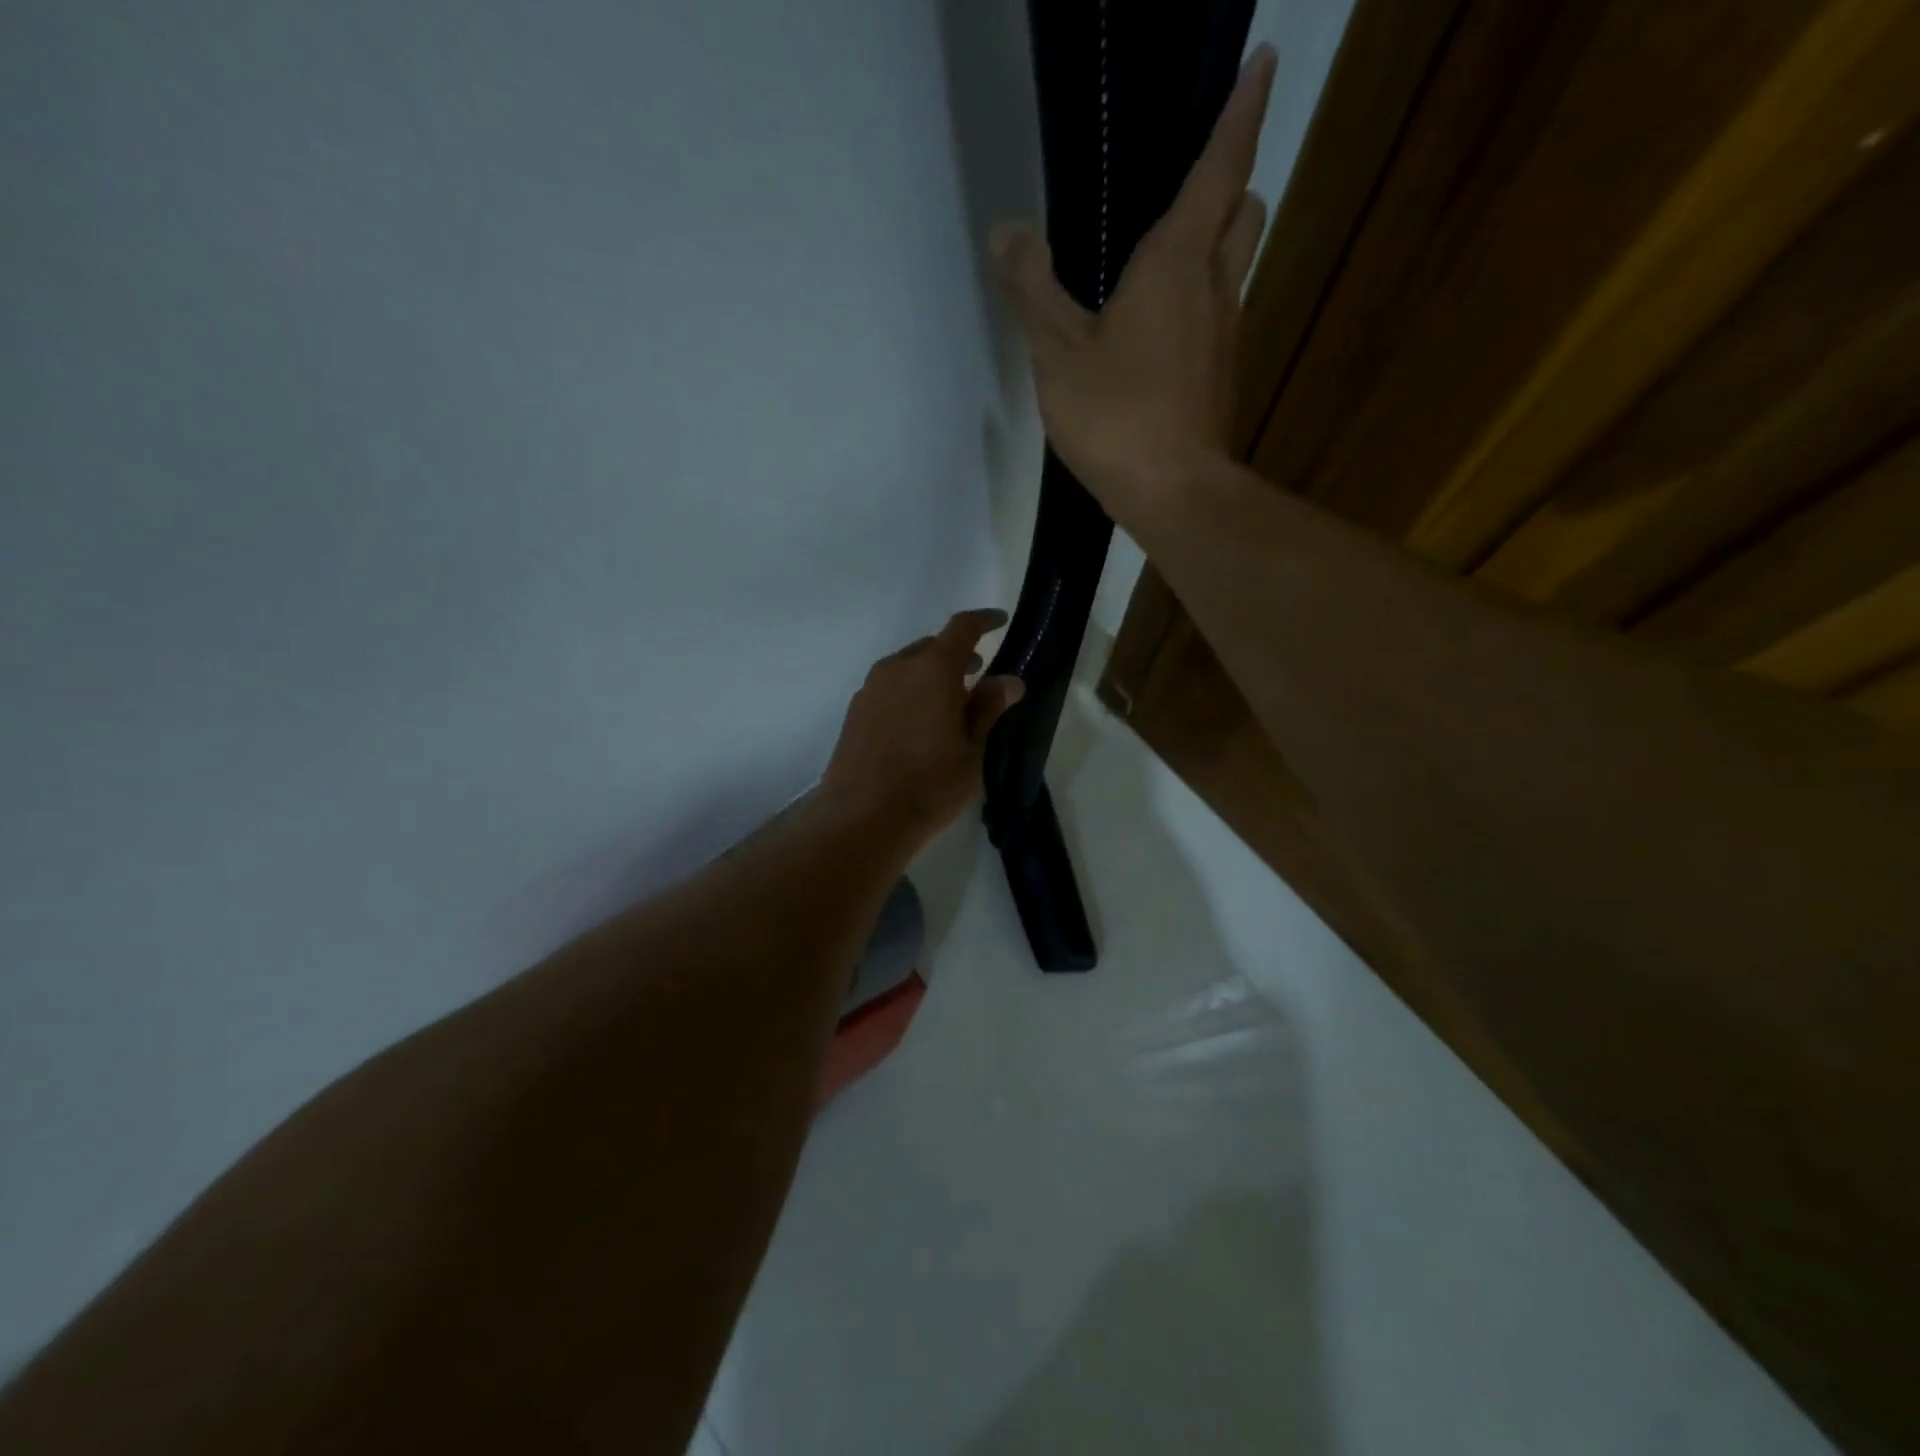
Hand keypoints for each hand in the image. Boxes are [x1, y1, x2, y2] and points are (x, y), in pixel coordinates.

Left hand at [823, 610, 1025, 846]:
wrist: (862, 817)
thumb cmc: (930, 783)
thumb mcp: (973, 750)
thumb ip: (988, 708)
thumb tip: (1009, 680)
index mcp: (932, 669)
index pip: (962, 628)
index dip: (984, 621)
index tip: (1000, 621)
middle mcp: (897, 668)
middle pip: (931, 647)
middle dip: (957, 655)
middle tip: (977, 675)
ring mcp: (870, 689)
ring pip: (906, 667)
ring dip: (930, 675)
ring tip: (948, 704)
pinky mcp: (854, 713)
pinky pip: (888, 688)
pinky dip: (909, 692)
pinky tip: (917, 724)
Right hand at [990, 44, 1276, 530]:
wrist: (1174, 493)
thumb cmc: (1117, 417)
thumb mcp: (1058, 354)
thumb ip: (1032, 290)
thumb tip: (1008, 231)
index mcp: (1178, 262)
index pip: (1220, 165)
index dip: (1241, 110)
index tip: (1260, 62)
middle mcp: (1215, 287)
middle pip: (1242, 210)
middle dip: (1230, 180)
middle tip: (1195, 178)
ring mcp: (1225, 336)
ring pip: (1235, 264)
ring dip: (1217, 242)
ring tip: (1170, 254)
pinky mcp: (1220, 377)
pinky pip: (1219, 315)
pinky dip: (1200, 301)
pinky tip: (1162, 329)